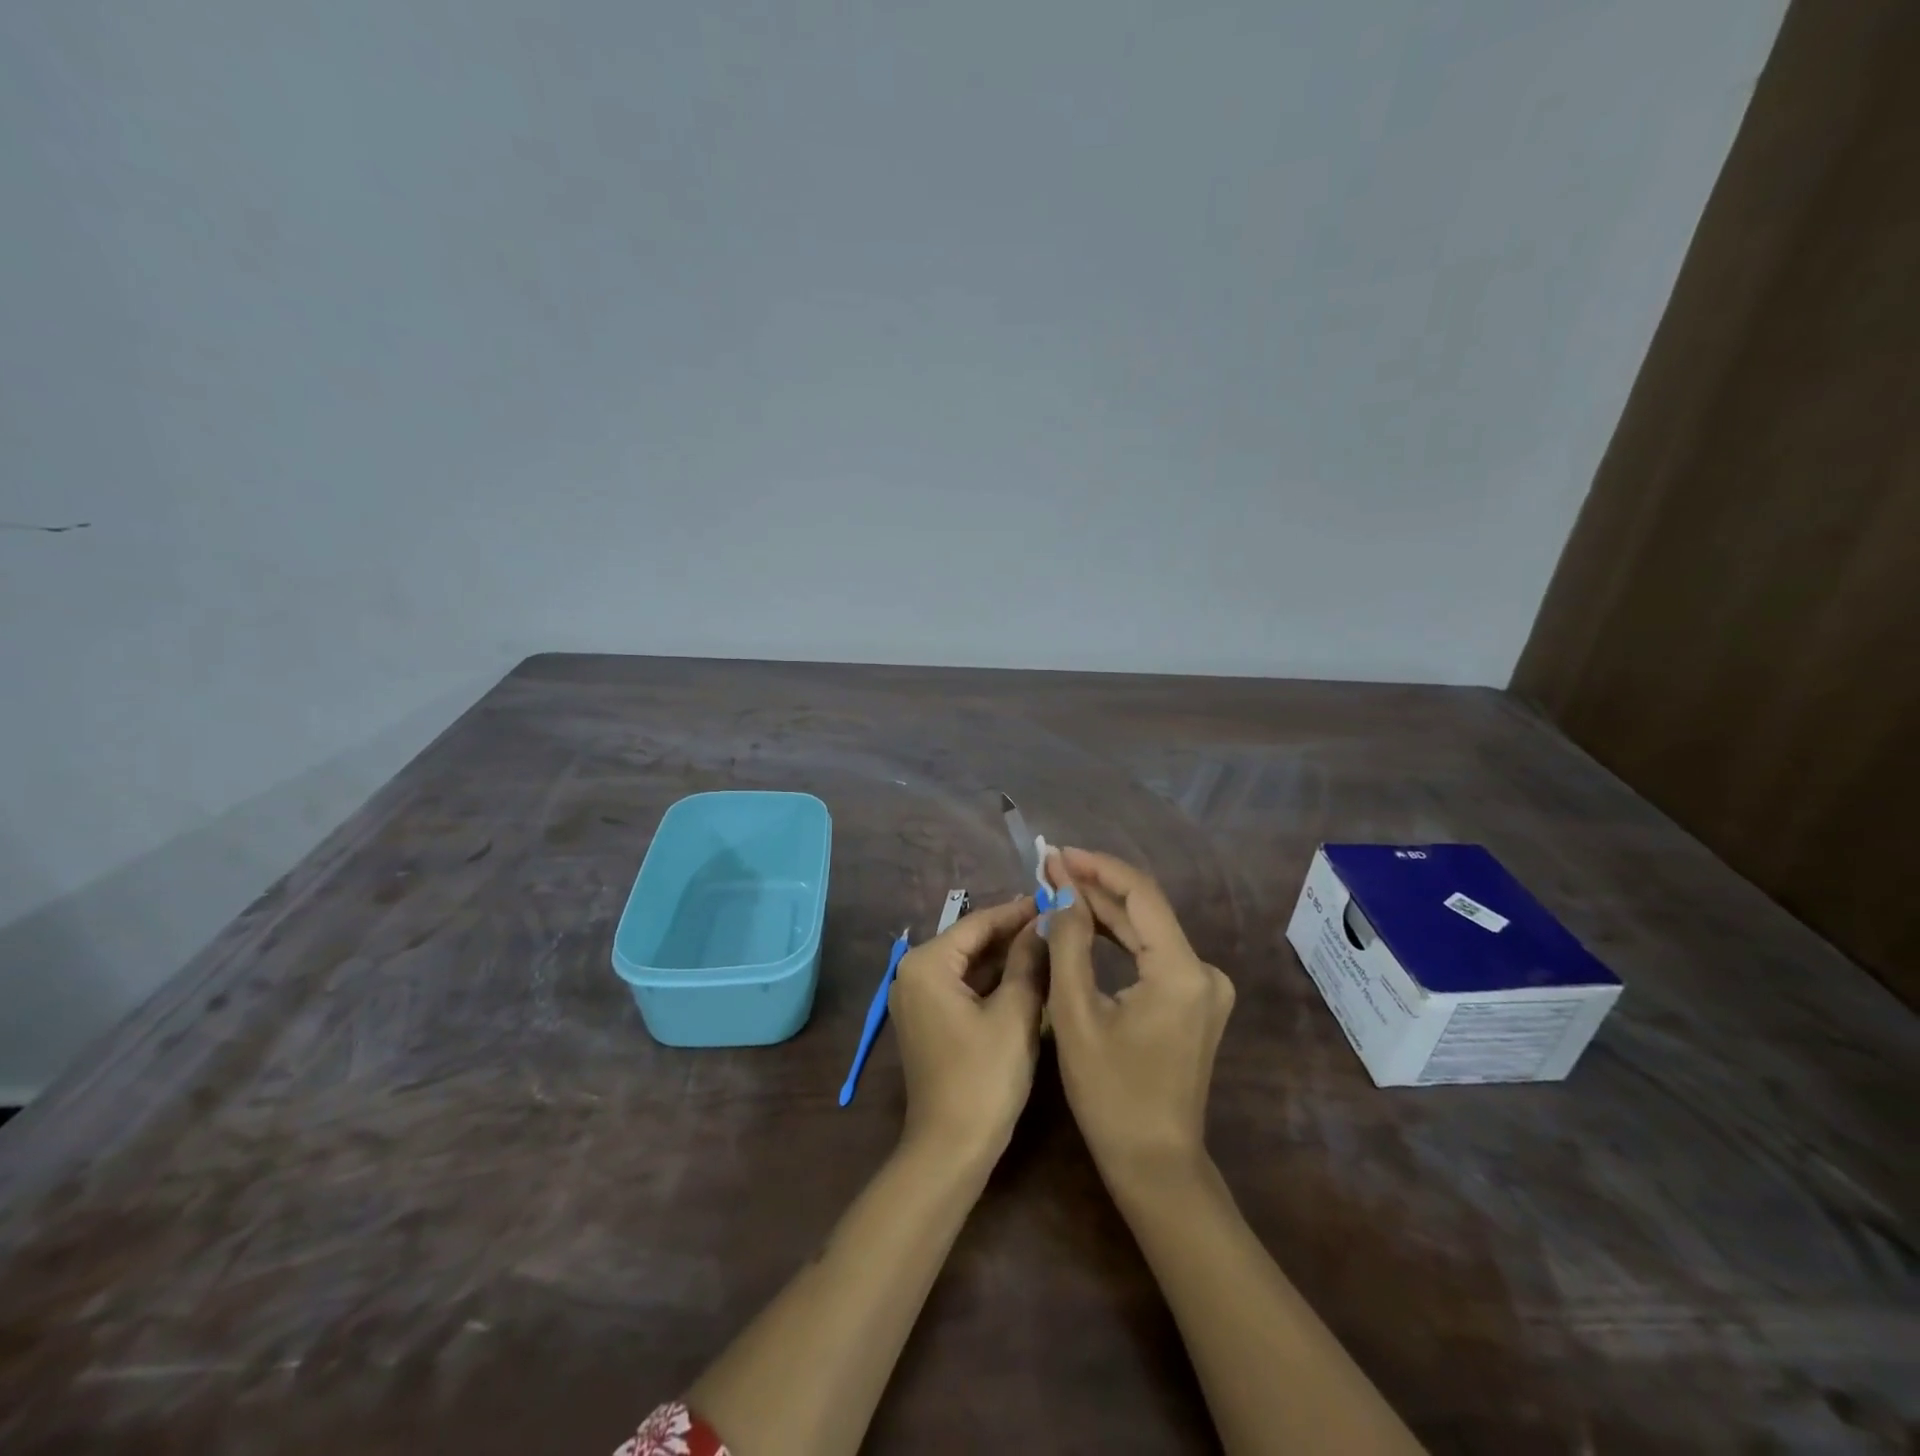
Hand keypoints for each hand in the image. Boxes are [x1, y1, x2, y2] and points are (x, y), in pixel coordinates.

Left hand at [888, 896, 1045, 1164]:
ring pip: (969, 965)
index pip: (977, 923)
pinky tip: (1028, 975)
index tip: (1053, 898)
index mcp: (927, 963)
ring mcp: (918, 998)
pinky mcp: (929, 1020)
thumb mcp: (1015, 1013)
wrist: (951, 1149)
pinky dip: (993, 981)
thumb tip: (1045, 921)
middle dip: (1013, 933)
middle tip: (1056, 920)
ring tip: (1050, 943)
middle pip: (971, 942)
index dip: (1017, 911)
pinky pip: (963, 987)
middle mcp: (914, 973)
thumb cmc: (984, 1076)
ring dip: (1006, 957)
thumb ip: (1028, 960)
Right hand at [1043, 848, 1234, 1191]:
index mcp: (1181, 971)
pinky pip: (1152, 954)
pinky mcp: (1194, 1002)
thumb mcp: (1077, 1014)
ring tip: (1058, 886)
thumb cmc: (1110, 1094)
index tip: (1057, 853)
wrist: (1154, 1165)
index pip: (1140, 895)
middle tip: (1048, 867)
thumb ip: (1070, 943)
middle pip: (1145, 910)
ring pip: (1148, 931)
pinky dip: (1119, 938)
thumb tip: (1061, 891)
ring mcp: (1204, 987)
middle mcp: (1203, 970)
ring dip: (1104, 909)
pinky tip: (1086, 923)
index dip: (1097, 867)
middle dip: (1095, 886)